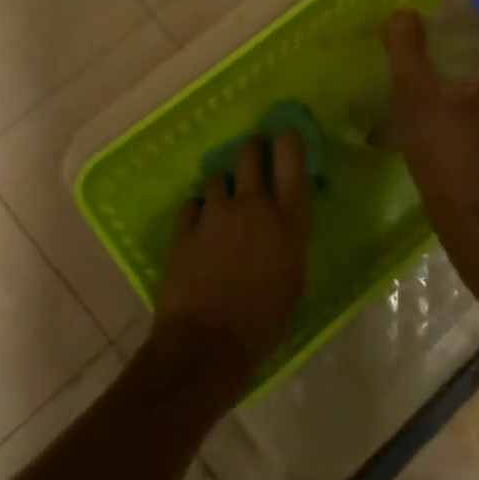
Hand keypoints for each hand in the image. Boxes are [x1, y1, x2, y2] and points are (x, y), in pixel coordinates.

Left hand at [151, 132, 310, 402]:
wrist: (206, 346)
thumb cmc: (263, 322)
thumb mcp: (294, 279)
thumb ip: (289, 239)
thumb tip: (282, 218)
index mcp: (289, 221)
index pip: (292, 159)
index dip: (288, 139)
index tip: (284, 133)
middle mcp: (253, 206)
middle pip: (250, 153)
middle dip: (251, 149)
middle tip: (252, 157)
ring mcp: (214, 213)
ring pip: (217, 178)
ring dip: (221, 189)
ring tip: (221, 209)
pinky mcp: (184, 227)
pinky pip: (193, 205)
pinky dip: (198, 213)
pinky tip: (199, 232)